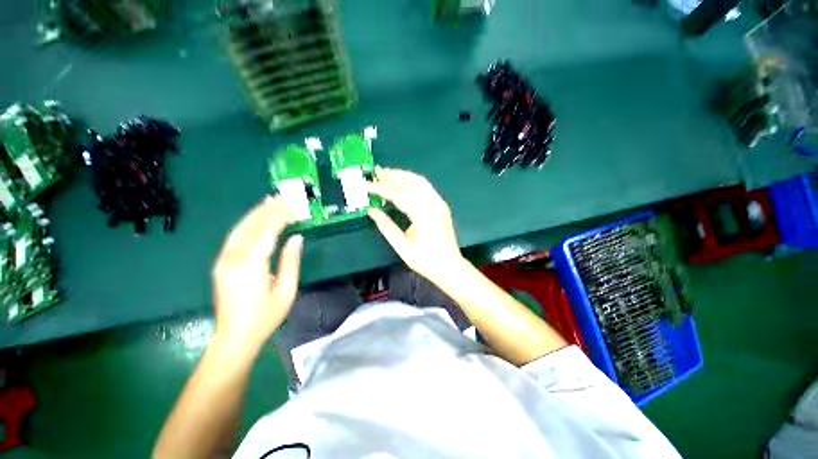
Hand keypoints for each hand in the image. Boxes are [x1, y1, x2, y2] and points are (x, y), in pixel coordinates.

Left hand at [212, 196, 302, 352]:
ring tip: (268, 202)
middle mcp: (234, 259)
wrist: (234, 337)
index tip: (292, 205)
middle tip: (281, 197)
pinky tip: (254, 219)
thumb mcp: (286, 290)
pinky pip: (234, 238)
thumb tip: (297, 237)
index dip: (280, 217)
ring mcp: (224, 261)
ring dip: (255, 214)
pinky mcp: (221, 265)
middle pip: (251, 227)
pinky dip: (246, 225)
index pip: (267, 232)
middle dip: (267, 210)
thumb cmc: (265, 316)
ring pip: (239, 230)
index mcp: (252, 265)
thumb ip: (290, 261)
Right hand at [367, 167, 465, 282]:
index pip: (399, 195)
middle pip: (410, 183)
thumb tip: (372, 211)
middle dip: (392, 176)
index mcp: (423, 215)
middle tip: (375, 172)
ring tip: (387, 173)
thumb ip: (386, 227)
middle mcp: (433, 204)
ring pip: (419, 181)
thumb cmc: (426, 261)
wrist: (450, 266)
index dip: (381, 189)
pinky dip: (412, 181)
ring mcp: (439, 203)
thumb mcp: (402, 247)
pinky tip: (403, 182)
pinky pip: (425, 187)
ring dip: (402, 175)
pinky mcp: (441, 205)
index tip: (366, 185)